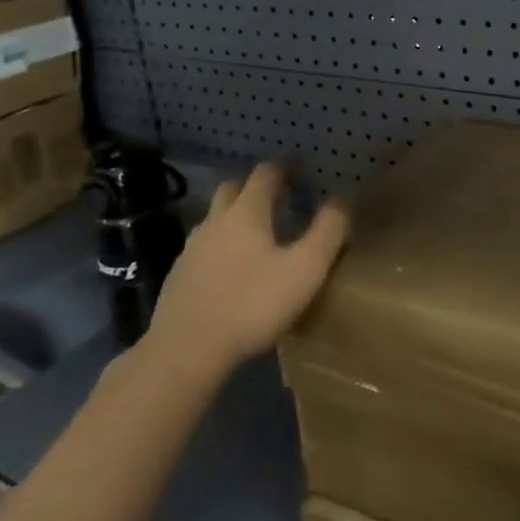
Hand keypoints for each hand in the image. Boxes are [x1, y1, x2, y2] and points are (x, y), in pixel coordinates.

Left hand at [143, 162, 349, 386]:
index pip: (265, 173)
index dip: (285, 168)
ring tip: (258, 237)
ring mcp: (191, 248)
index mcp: (247, 212)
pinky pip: (203, 248)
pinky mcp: (178, 276)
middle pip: (234, 188)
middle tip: (279, 199)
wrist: (185, 352)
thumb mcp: (305, 270)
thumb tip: (341, 201)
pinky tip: (231, 272)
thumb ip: (327, 232)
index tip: (301, 172)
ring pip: (215, 218)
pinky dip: (220, 247)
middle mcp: (216, 221)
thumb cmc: (252, 305)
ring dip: (235, 217)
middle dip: (256, 187)